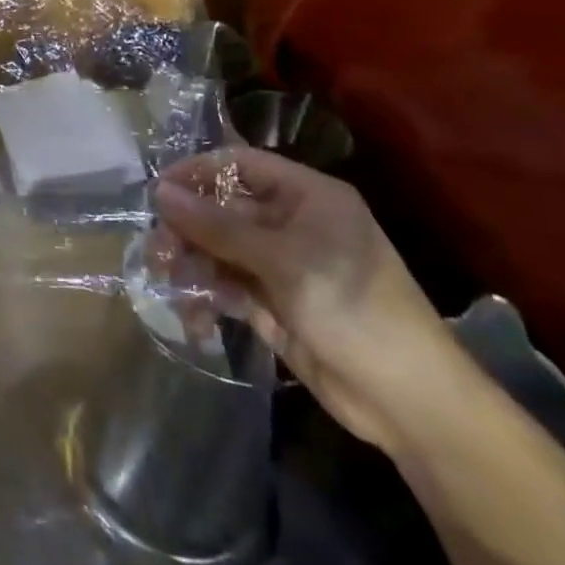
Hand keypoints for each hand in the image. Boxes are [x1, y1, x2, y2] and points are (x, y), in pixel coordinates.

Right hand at [154, 149, 462, 452]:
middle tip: (159, 254)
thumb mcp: (281, 260)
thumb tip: (159, 192)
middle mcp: (291, 223)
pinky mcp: (273, 302)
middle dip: (187, 229)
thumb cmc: (352, 308)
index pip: (239, 165)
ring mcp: (281, 265)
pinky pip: (226, 286)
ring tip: (172, 285)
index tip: (156, 195)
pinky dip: (207, 296)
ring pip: (218, 249)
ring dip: (192, 264)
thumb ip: (216, 225)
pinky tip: (198, 318)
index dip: (196, 173)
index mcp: (306, 197)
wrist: (408, 400)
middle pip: (222, 208)